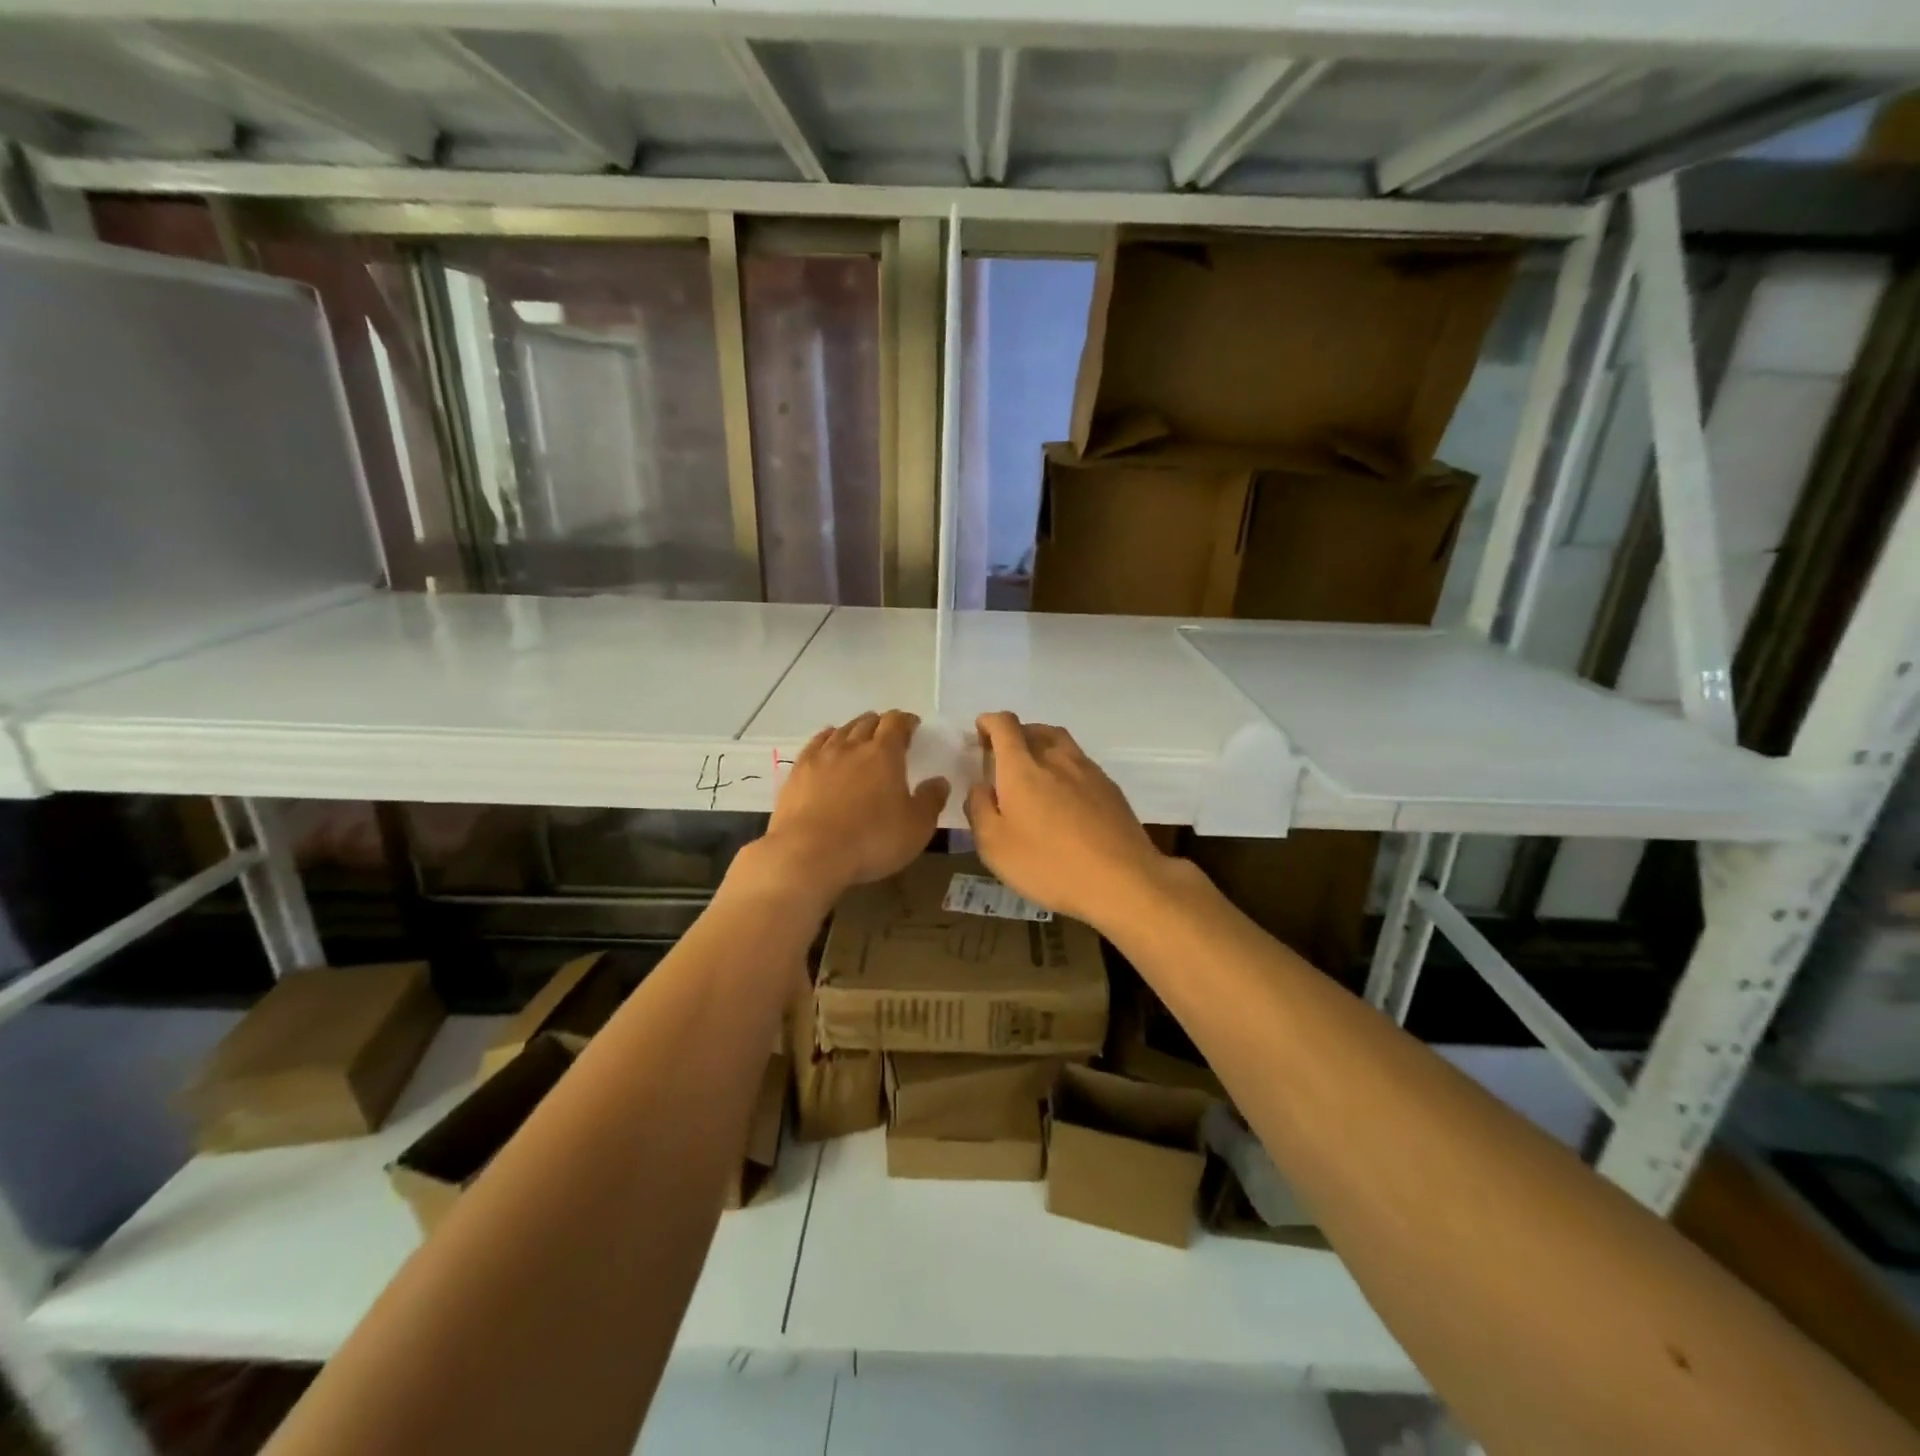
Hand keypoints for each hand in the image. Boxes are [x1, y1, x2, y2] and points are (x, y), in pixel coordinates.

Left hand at [757, 710, 948, 900]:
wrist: (809, 854)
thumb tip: (939, 781)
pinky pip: (815, 744)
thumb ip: (931, 801)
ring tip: (860, 738)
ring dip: (854, 730)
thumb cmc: (871, 840)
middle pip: (868, 722)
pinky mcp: (798, 772)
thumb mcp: (916, 827)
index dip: (906, 721)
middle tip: (888, 735)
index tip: (913, 726)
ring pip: (841, 730)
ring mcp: (821, 757)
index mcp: (884, 754)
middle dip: (881, 724)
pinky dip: (826, 739)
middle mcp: (852, 746)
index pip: (897, 723)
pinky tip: (827, 744)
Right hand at [963, 711, 1170, 927]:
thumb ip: (979, 809)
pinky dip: (1064, 767)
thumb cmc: (1048, 864)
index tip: (980, 734)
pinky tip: (1064, 796)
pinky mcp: (1110, 788)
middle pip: (1034, 729)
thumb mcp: (994, 846)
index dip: (989, 723)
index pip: (1004, 725)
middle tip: (1003, 759)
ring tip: (1033, 772)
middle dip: (1014, 736)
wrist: (1122, 880)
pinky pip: (1080, 764)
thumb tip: (980, 786)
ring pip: (1060, 743)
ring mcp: (1088, 771)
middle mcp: (1056, 758)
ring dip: (1041, 747)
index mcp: (1022, 767)